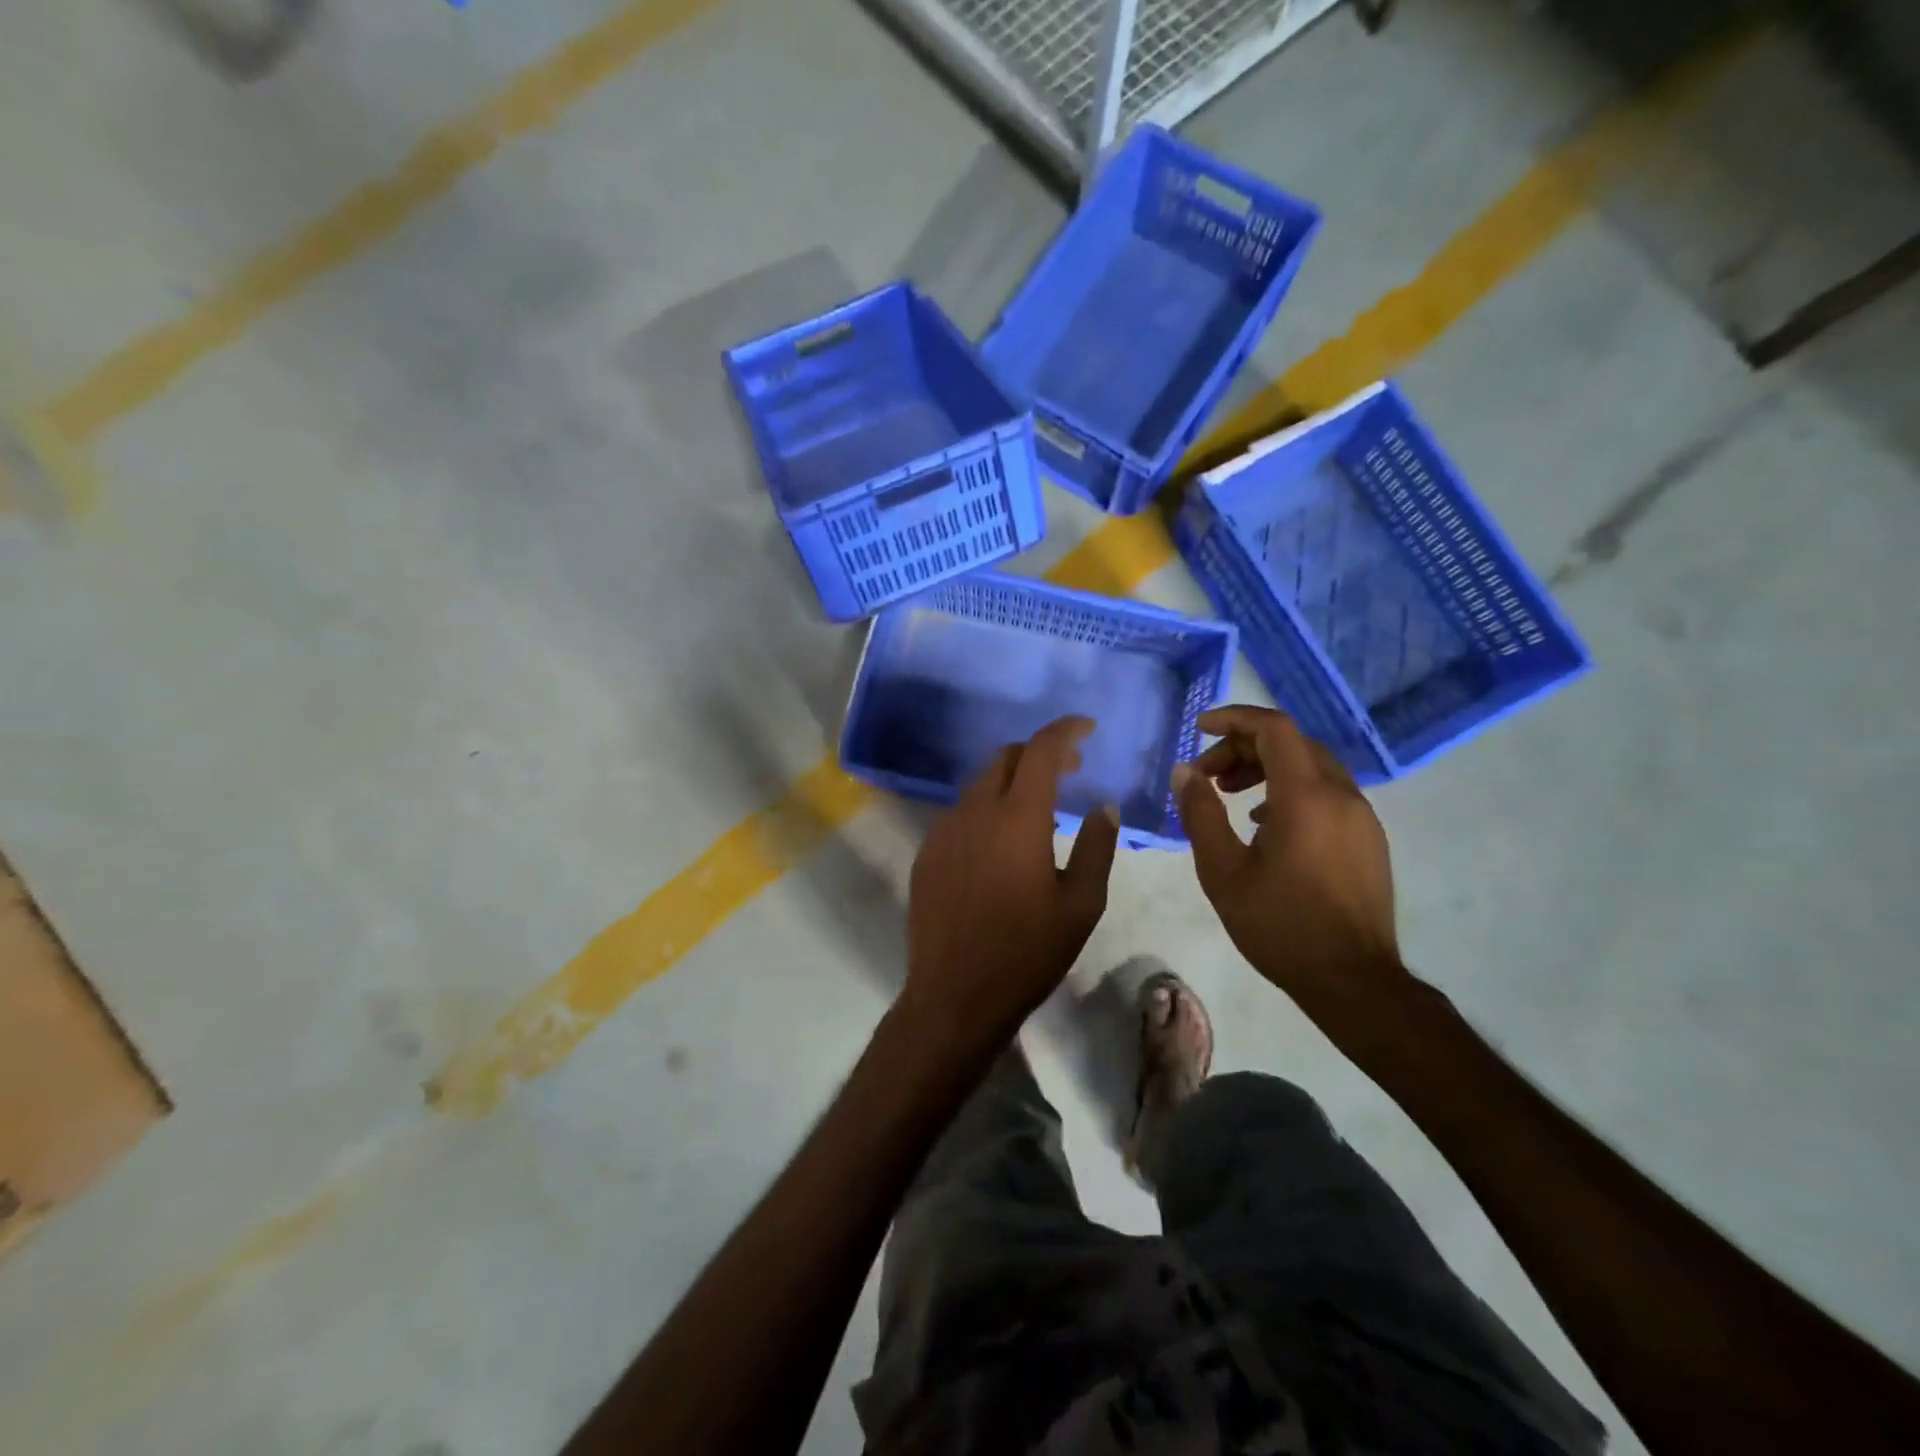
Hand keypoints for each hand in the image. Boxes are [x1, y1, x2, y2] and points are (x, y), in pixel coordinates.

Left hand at [902, 717, 1119, 1054]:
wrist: (954, 995)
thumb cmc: (1027, 952)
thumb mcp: (1080, 904)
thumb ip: (1096, 846)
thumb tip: (1103, 807)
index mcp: (1017, 818)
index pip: (1040, 750)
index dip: (1065, 730)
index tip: (1087, 727)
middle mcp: (975, 811)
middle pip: (1006, 758)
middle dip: (1039, 754)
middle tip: (1070, 770)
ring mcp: (944, 830)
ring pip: (980, 784)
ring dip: (1012, 782)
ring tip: (1038, 807)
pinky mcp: (926, 852)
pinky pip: (960, 812)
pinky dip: (987, 808)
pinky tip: (1000, 841)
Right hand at [1173, 705, 1405, 1027]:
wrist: (1353, 981)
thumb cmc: (1280, 925)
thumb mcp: (1223, 871)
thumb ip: (1200, 814)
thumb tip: (1185, 771)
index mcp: (1306, 796)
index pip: (1274, 728)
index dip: (1234, 719)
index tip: (1199, 729)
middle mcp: (1341, 794)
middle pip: (1292, 743)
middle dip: (1244, 747)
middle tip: (1207, 775)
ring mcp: (1361, 816)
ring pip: (1311, 766)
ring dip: (1267, 767)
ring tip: (1230, 794)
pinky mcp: (1368, 837)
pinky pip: (1327, 792)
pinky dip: (1290, 789)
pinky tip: (1264, 822)